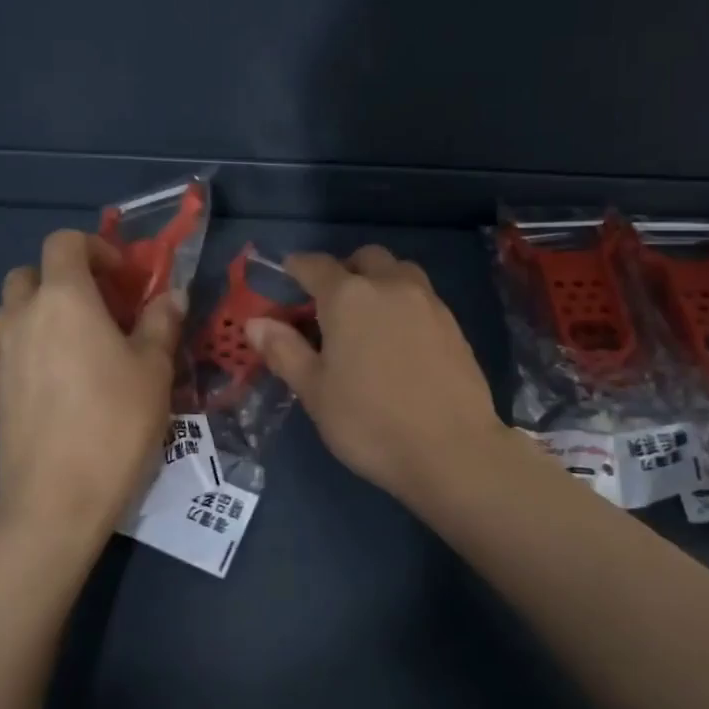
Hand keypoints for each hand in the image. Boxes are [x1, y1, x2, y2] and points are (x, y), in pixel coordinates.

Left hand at [0, 230, 180, 550]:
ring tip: (83, 341)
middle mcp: (23, 316)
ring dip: (44, 309)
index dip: (96, 248)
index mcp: (63, 298)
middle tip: (102, 307)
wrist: (55, 499)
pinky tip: (66, 378)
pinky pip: (11, 345)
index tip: (124, 277)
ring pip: (14, 309)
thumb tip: (171, 295)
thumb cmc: (114, 422)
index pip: (65, 242)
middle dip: (64, 277)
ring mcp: (1, 353)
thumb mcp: (154, 368)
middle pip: (30, 272)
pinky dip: (34, 343)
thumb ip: (161, 322)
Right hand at [246, 246, 505, 502]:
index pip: (314, 265)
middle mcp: (390, 285)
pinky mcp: (453, 323)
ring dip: (379, 281)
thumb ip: (284, 351)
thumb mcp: (315, 392)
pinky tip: (400, 340)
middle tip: (331, 305)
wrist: (452, 450)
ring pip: (399, 272)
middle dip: (345, 270)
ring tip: (369, 319)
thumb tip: (255, 323)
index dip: (296, 267)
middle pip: (364, 258)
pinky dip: (404, 304)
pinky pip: (422, 297)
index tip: (286, 276)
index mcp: (348, 296)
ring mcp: (427, 301)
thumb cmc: (370, 422)